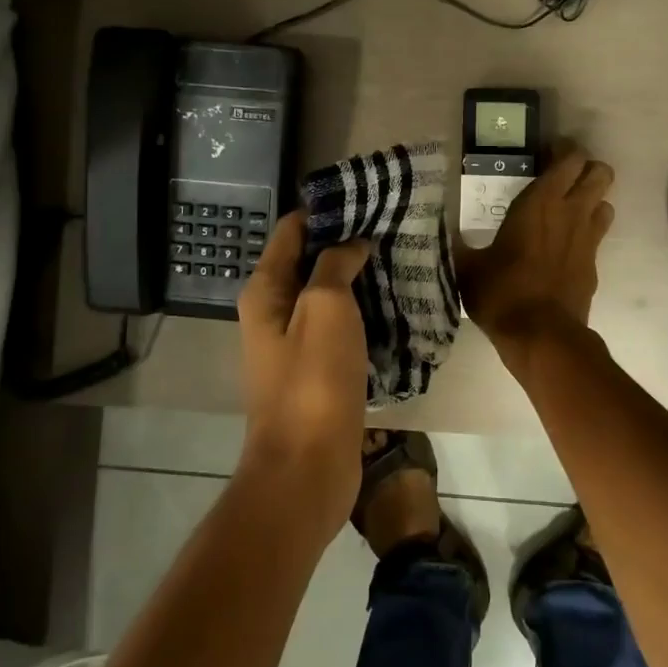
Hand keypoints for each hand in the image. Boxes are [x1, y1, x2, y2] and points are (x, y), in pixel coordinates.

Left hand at [236, 212, 372, 530]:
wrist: (307, 468)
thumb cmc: (312, 381)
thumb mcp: (325, 309)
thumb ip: (335, 265)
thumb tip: (350, 242)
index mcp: (266, 290)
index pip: (291, 231)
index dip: (325, 211)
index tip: (366, 198)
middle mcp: (274, 312)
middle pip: (310, 262)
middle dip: (347, 244)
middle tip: (392, 228)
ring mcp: (295, 344)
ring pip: (329, 296)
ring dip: (360, 279)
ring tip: (401, 260)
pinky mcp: (318, 371)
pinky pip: (342, 329)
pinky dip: (365, 314)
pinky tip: (397, 306)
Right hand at [455, 143, 614, 355]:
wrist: (541, 337)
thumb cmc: (502, 293)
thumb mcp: (468, 267)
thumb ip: (459, 244)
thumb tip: (442, 232)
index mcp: (541, 202)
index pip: (569, 158)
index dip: (563, 150)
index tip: (546, 153)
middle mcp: (571, 213)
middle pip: (600, 173)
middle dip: (586, 169)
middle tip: (562, 178)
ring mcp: (588, 239)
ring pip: (606, 202)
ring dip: (592, 200)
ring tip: (567, 209)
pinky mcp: (594, 265)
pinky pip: (598, 236)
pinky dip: (587, 233)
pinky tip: (564, 247)